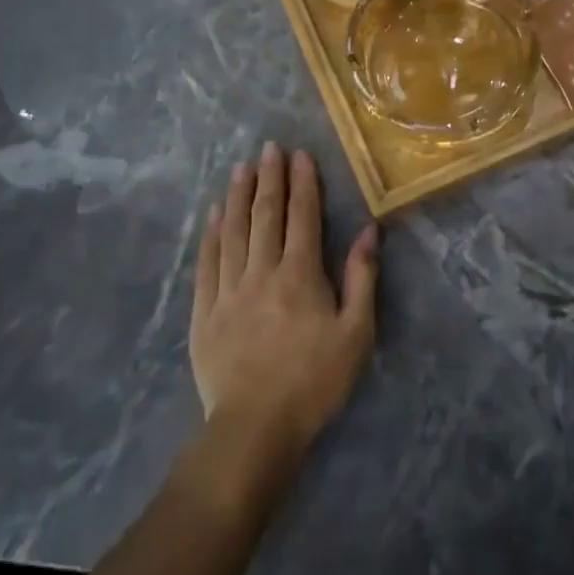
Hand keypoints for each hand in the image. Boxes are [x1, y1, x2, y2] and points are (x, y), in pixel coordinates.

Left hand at [191, 143, 378, 468]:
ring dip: (238, 196)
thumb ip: (361, 278)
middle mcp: (262, 272)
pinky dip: (211, 234)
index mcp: (301, 275)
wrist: (255, 427)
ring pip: (233, 231)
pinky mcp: (204, 311)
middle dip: (269, 178)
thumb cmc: (315, 380)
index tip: (300, 155)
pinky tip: (213, 215)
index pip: (302, 217)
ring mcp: (228, 290)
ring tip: (241, 168)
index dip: (302, 183)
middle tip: (268, 148)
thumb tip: (368, 231)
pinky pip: (207, 262)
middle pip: (265, 216)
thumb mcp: (356, 333)